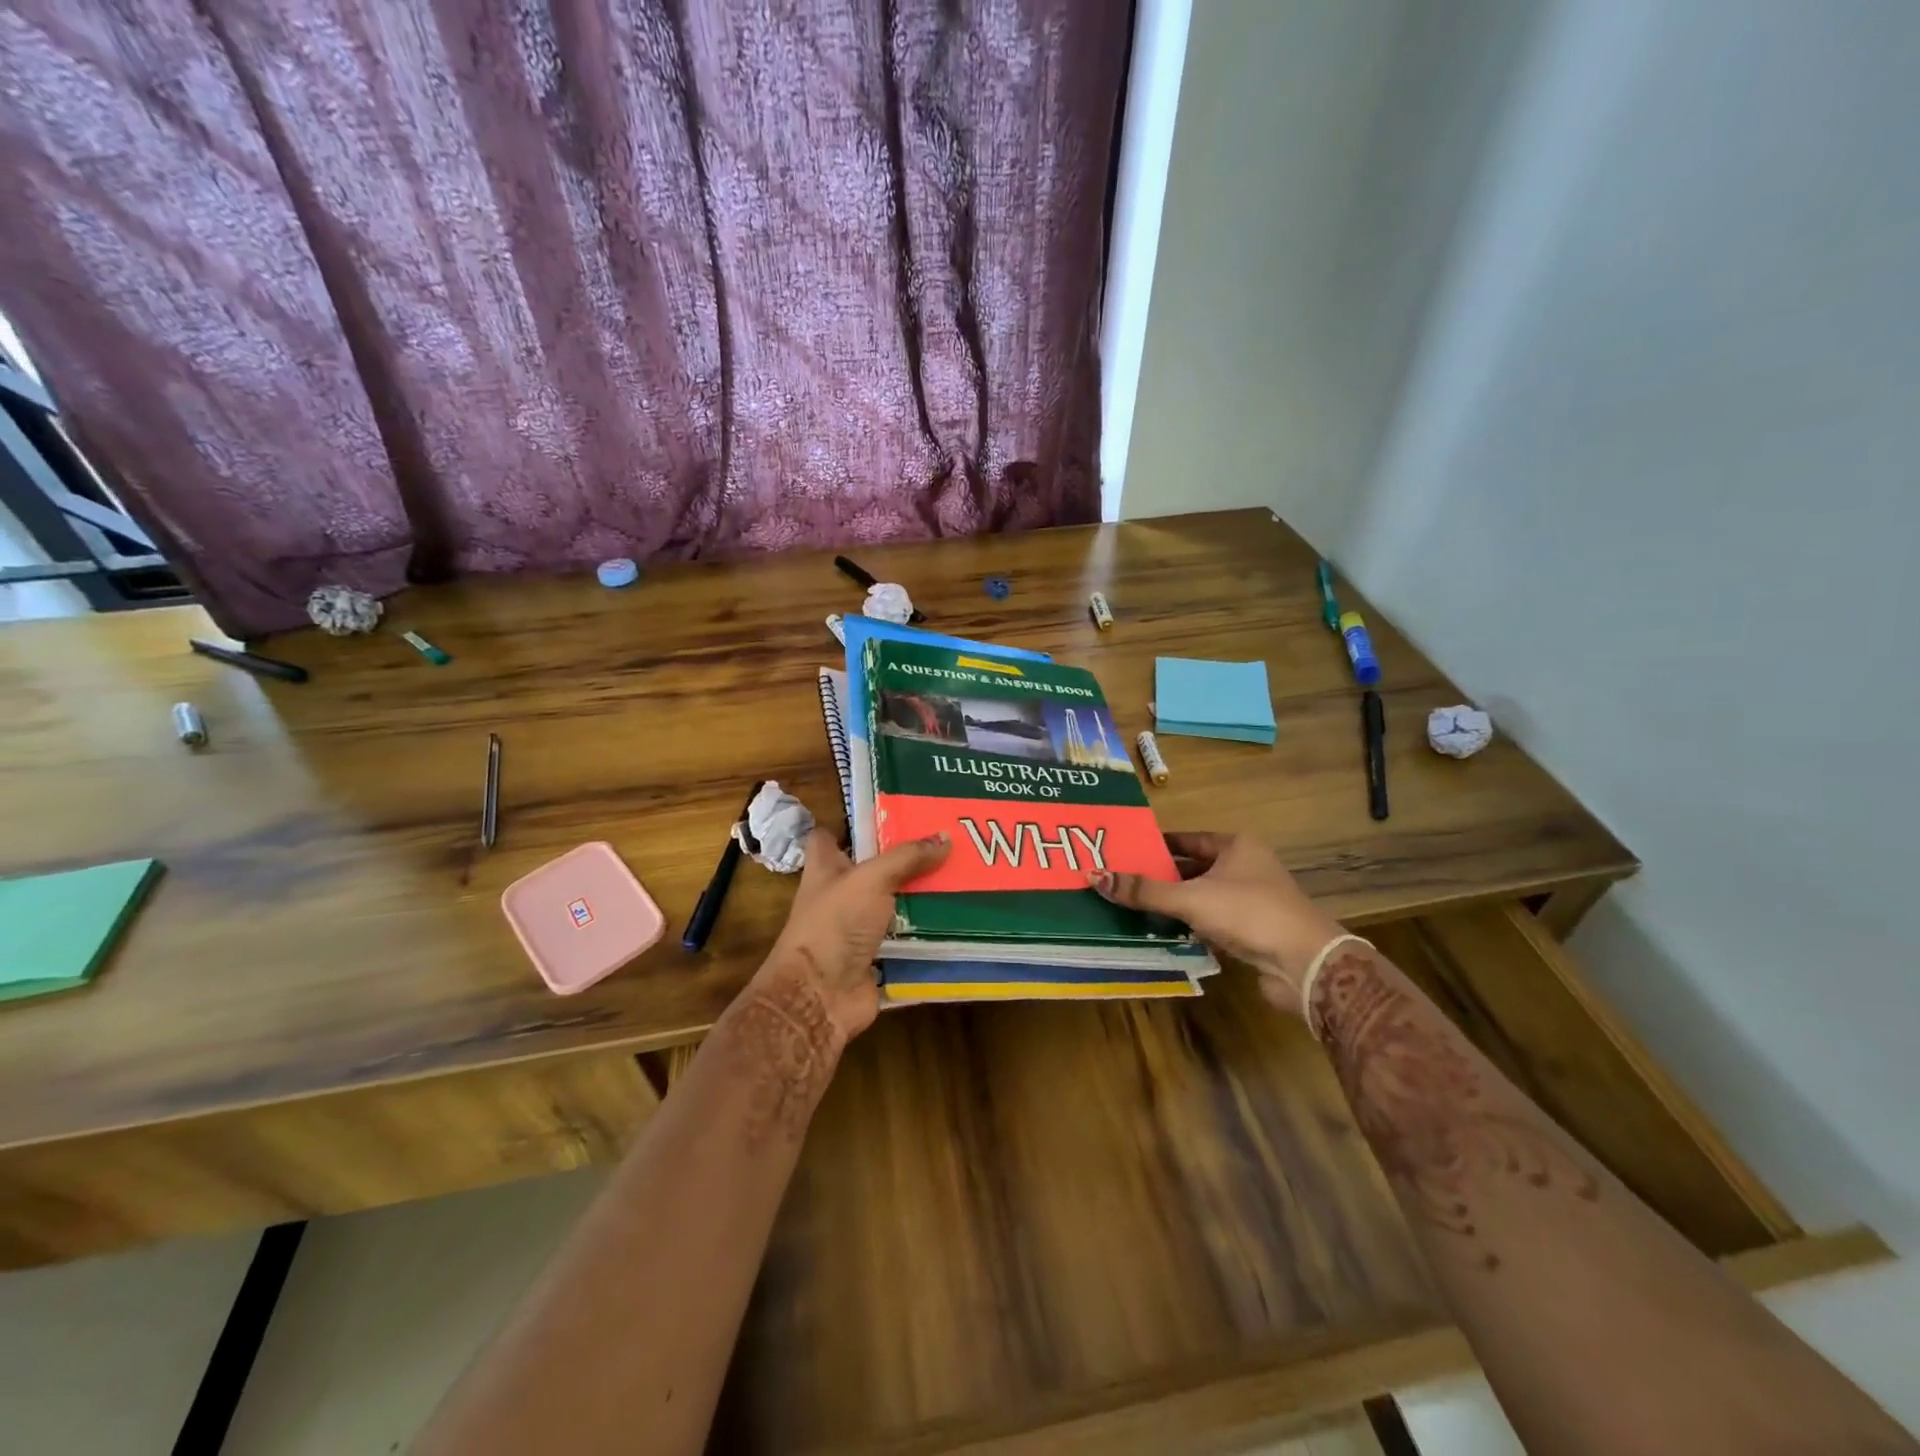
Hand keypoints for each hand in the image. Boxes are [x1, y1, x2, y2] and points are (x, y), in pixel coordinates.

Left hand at [756, 829, 950, 1043]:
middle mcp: (840, 896)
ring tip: (962, 876)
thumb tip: (945, 837)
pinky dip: (928, 932)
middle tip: (946, 842)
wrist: (820, 996)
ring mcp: (858, 929)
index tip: (889, 813)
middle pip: (872, 870)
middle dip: (904, 858)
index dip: (851, 824)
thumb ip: (906, 858)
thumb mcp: (871, 879)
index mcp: (826, 869)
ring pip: (893, 904)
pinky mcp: (877, 957)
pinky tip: (960, 918)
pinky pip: (907, 939)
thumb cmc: (834, 924)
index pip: (829, 837)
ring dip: (921, 896)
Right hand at [1090, 832, 1343, 1016]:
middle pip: (1193, 869)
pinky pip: (1212, 922)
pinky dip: (1191, 926)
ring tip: (1134, 908)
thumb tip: (1096, 876)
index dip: (1156, 845)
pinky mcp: (1253, 931)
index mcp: (1235, 846)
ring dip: (1174, 905)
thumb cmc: (1248, 913)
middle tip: (1122, 882)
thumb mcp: (1191, 898)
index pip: (1187, 839)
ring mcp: (1252, 901)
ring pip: (1202, 897)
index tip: (1125, 852)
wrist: (1305, 964)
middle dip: (1161, 877)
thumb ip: (1145, 890)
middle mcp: (1246, 867)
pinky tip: (1164, 934)